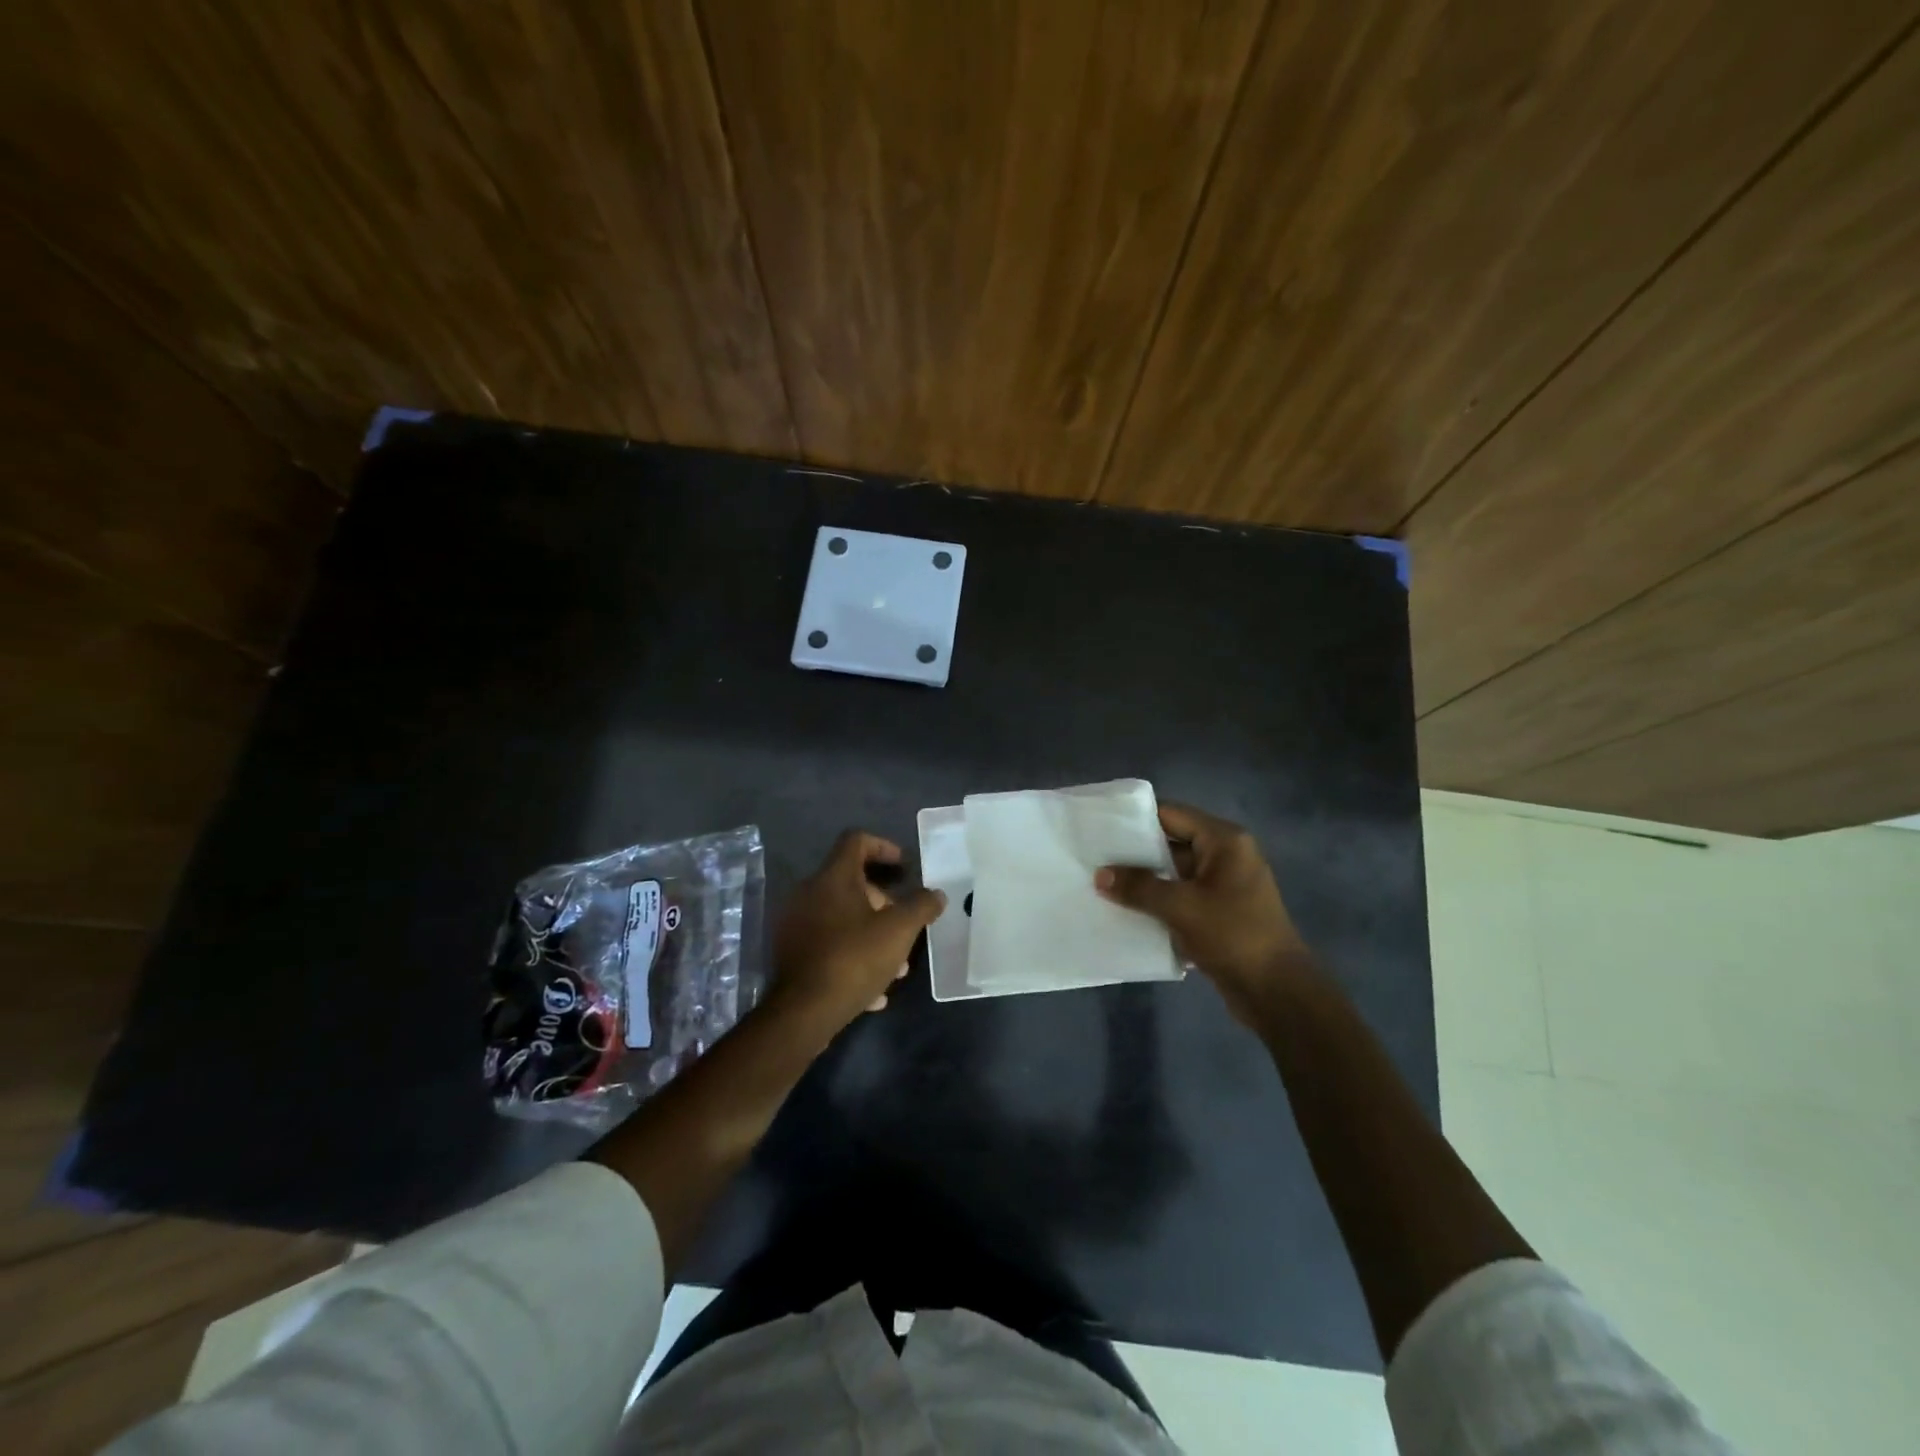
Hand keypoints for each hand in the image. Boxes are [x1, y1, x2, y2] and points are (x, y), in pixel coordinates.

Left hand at [770, 830, 945, 1037]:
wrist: (803, 1012)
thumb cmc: (854, 958)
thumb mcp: (899, 931)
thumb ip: (921, 906)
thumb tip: (936, 894)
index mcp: (833, 877)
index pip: (856, 841)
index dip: (883, 846)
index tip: (903, 866)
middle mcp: (809, 893)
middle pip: (851, 883)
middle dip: (884, 904)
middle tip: (905, 926)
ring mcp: (797, 925)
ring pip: (843, 919)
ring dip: (872, 935)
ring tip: (897, 967)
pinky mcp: (792, 954)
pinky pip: (830, 946)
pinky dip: (854, 957)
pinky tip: (875, 991)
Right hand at [1095, 802, 1314, 1025]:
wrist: (1276, 992)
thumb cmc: (1233, 935)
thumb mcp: (1181, 907)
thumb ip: (1139, 887)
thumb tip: (1100, 875)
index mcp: (1224, 841)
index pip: (1171, 815)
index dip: (1135, 819)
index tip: (1100, 826)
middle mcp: (1226, 855)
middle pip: (1171, 842)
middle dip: (1135, 852)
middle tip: (1094, 856)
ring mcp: (1224, 885)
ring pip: (1174, 872)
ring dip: (1144, 880)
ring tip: (1102, 883)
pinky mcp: (1219, 912)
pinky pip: (1181, 896)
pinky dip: (1158, 901)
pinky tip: (1126, 909)